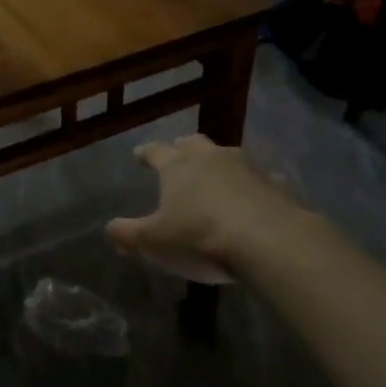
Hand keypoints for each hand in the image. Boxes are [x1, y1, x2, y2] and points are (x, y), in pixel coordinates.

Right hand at [105, 135, 298, 278]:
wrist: (267, 242)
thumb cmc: (200, 238)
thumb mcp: (153, 242)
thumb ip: (128, 234)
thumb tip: (110, 228)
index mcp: (177, 166)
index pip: (156, 151)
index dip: (146, 153)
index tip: (139, 154)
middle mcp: (211, 158)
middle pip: (194, 144)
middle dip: (184, 147)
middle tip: (179, 152)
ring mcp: (247, 169)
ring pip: (229, 156)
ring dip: (220, 163)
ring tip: (217, 174)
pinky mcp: (276, 187)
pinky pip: (262, 181)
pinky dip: (255, 186)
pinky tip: (257, 196)